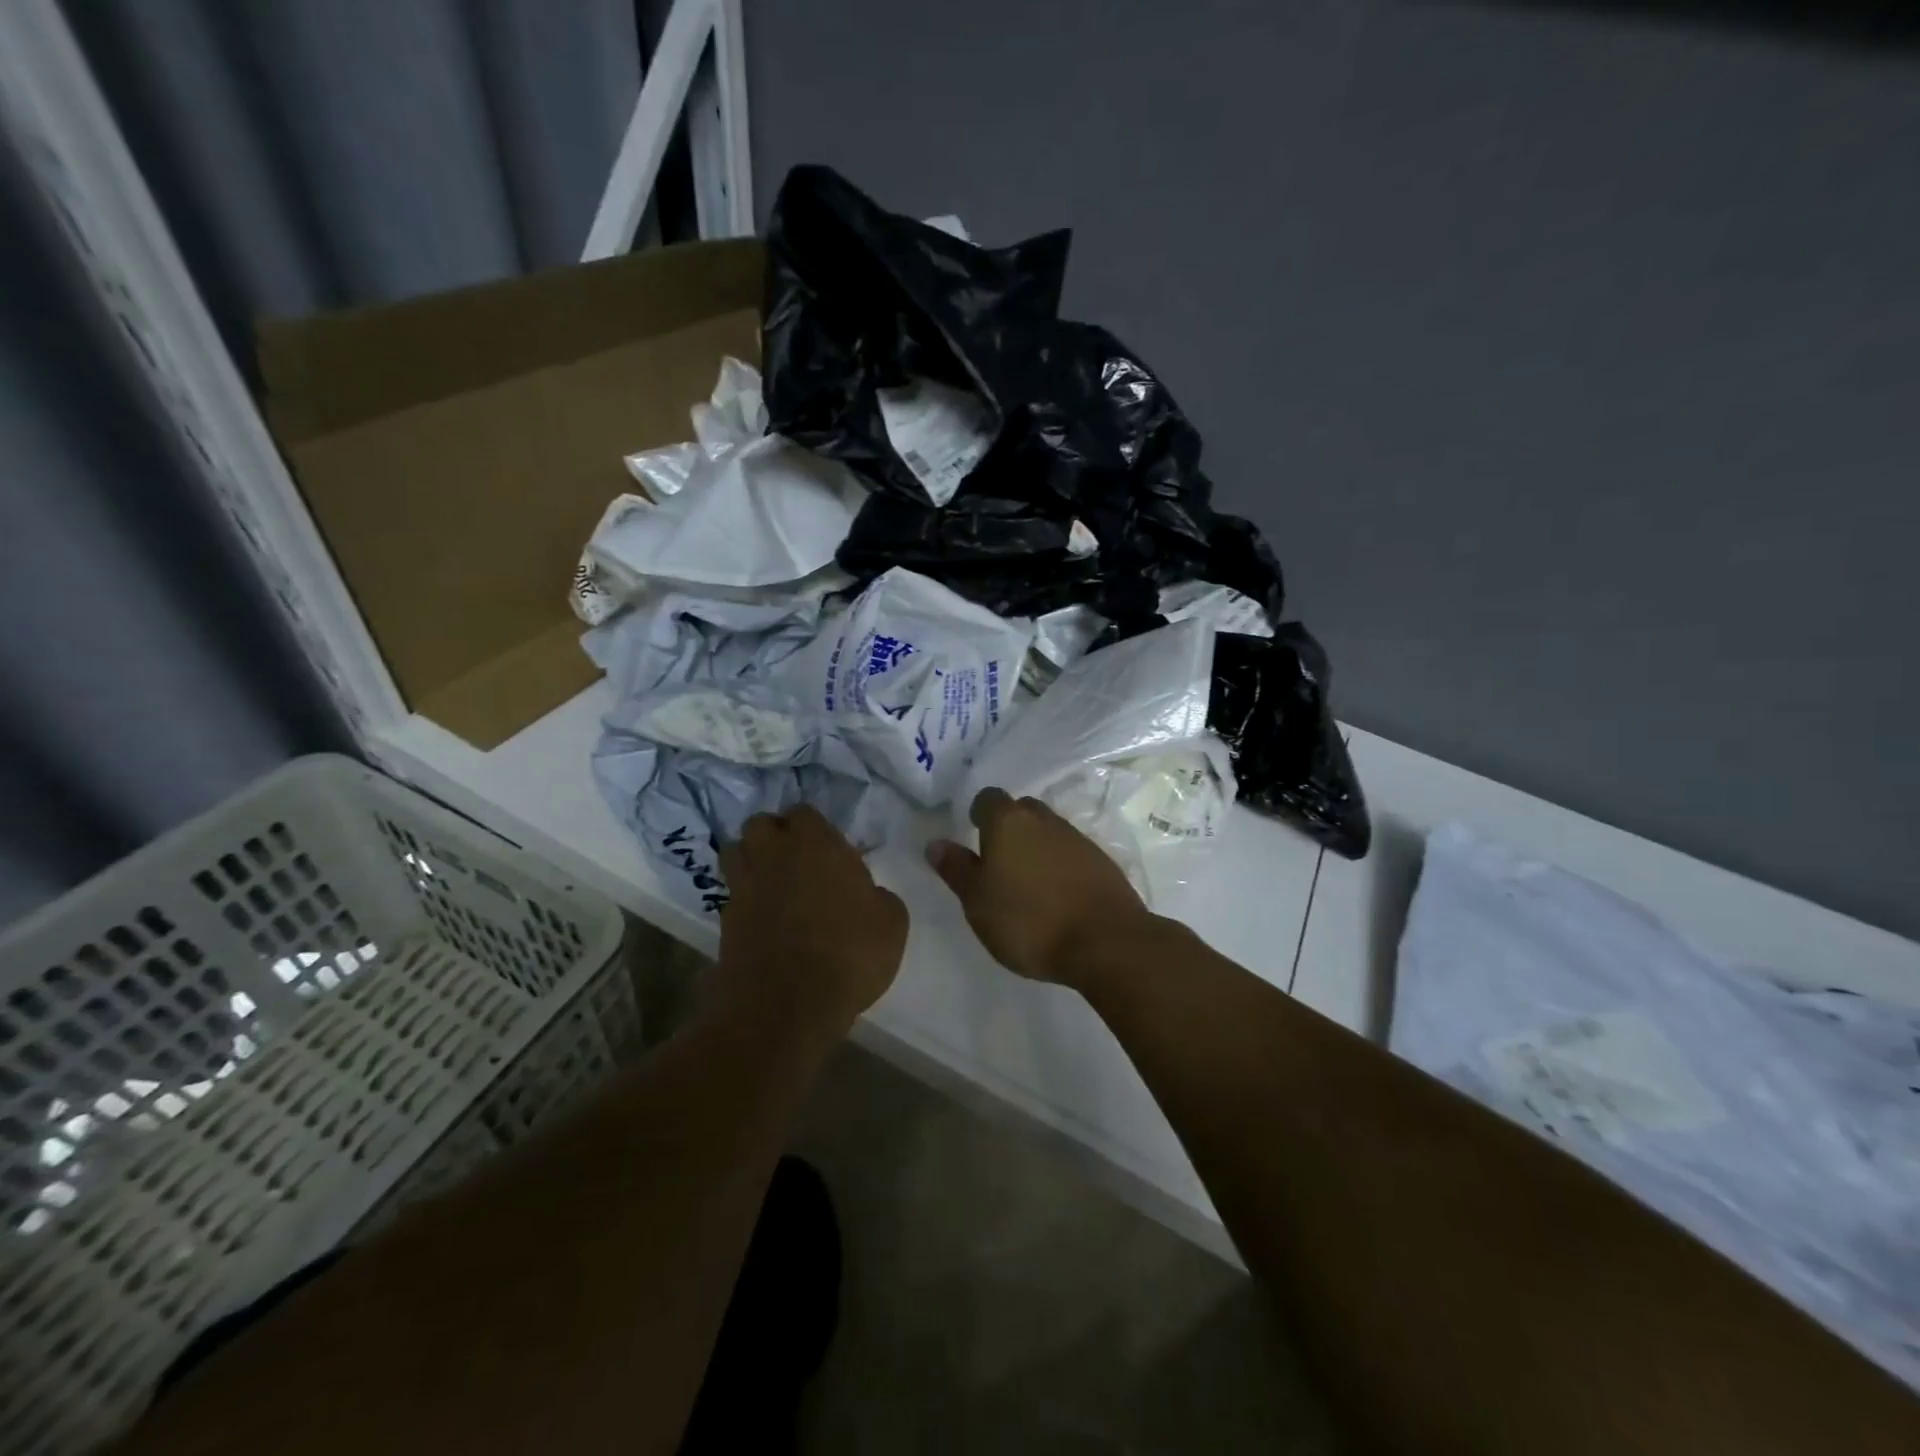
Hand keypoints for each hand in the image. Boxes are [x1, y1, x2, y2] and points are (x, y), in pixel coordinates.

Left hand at [714, 806, 907, 1047]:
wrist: (787, 1005)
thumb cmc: (849, 953)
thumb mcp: (891, 922)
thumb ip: (879, 896)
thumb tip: (869, 895)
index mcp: (815, 843)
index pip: (804, 812)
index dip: (814, 827)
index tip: (829, 849)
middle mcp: (773, 854)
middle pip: (760, 824)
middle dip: (775, 835)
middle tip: (797, 860)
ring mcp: (744, 886)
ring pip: (736, 852)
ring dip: (752, 860)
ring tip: (774, 882)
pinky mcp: (725, 920)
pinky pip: (733, 894)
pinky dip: (746, 899)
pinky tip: (765, 918)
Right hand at [926, 787, 1155, 989]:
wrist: (1105, 942)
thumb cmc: (1029, 921)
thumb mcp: (978, 902)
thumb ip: (957, 869)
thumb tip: (936, 843)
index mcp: (1008, 822)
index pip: (988, 798)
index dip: (979, 815)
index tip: (974, 838)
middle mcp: (1044, 820)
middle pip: (1021, 810)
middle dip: (1009, 827)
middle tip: (998, 862)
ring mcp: (1078, 839)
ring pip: (1048, 830)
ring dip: (1036, 847)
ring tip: (1027, 884)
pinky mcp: (1102, 861)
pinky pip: (1072, 852)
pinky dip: (1060, 865)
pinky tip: (1057, 896)